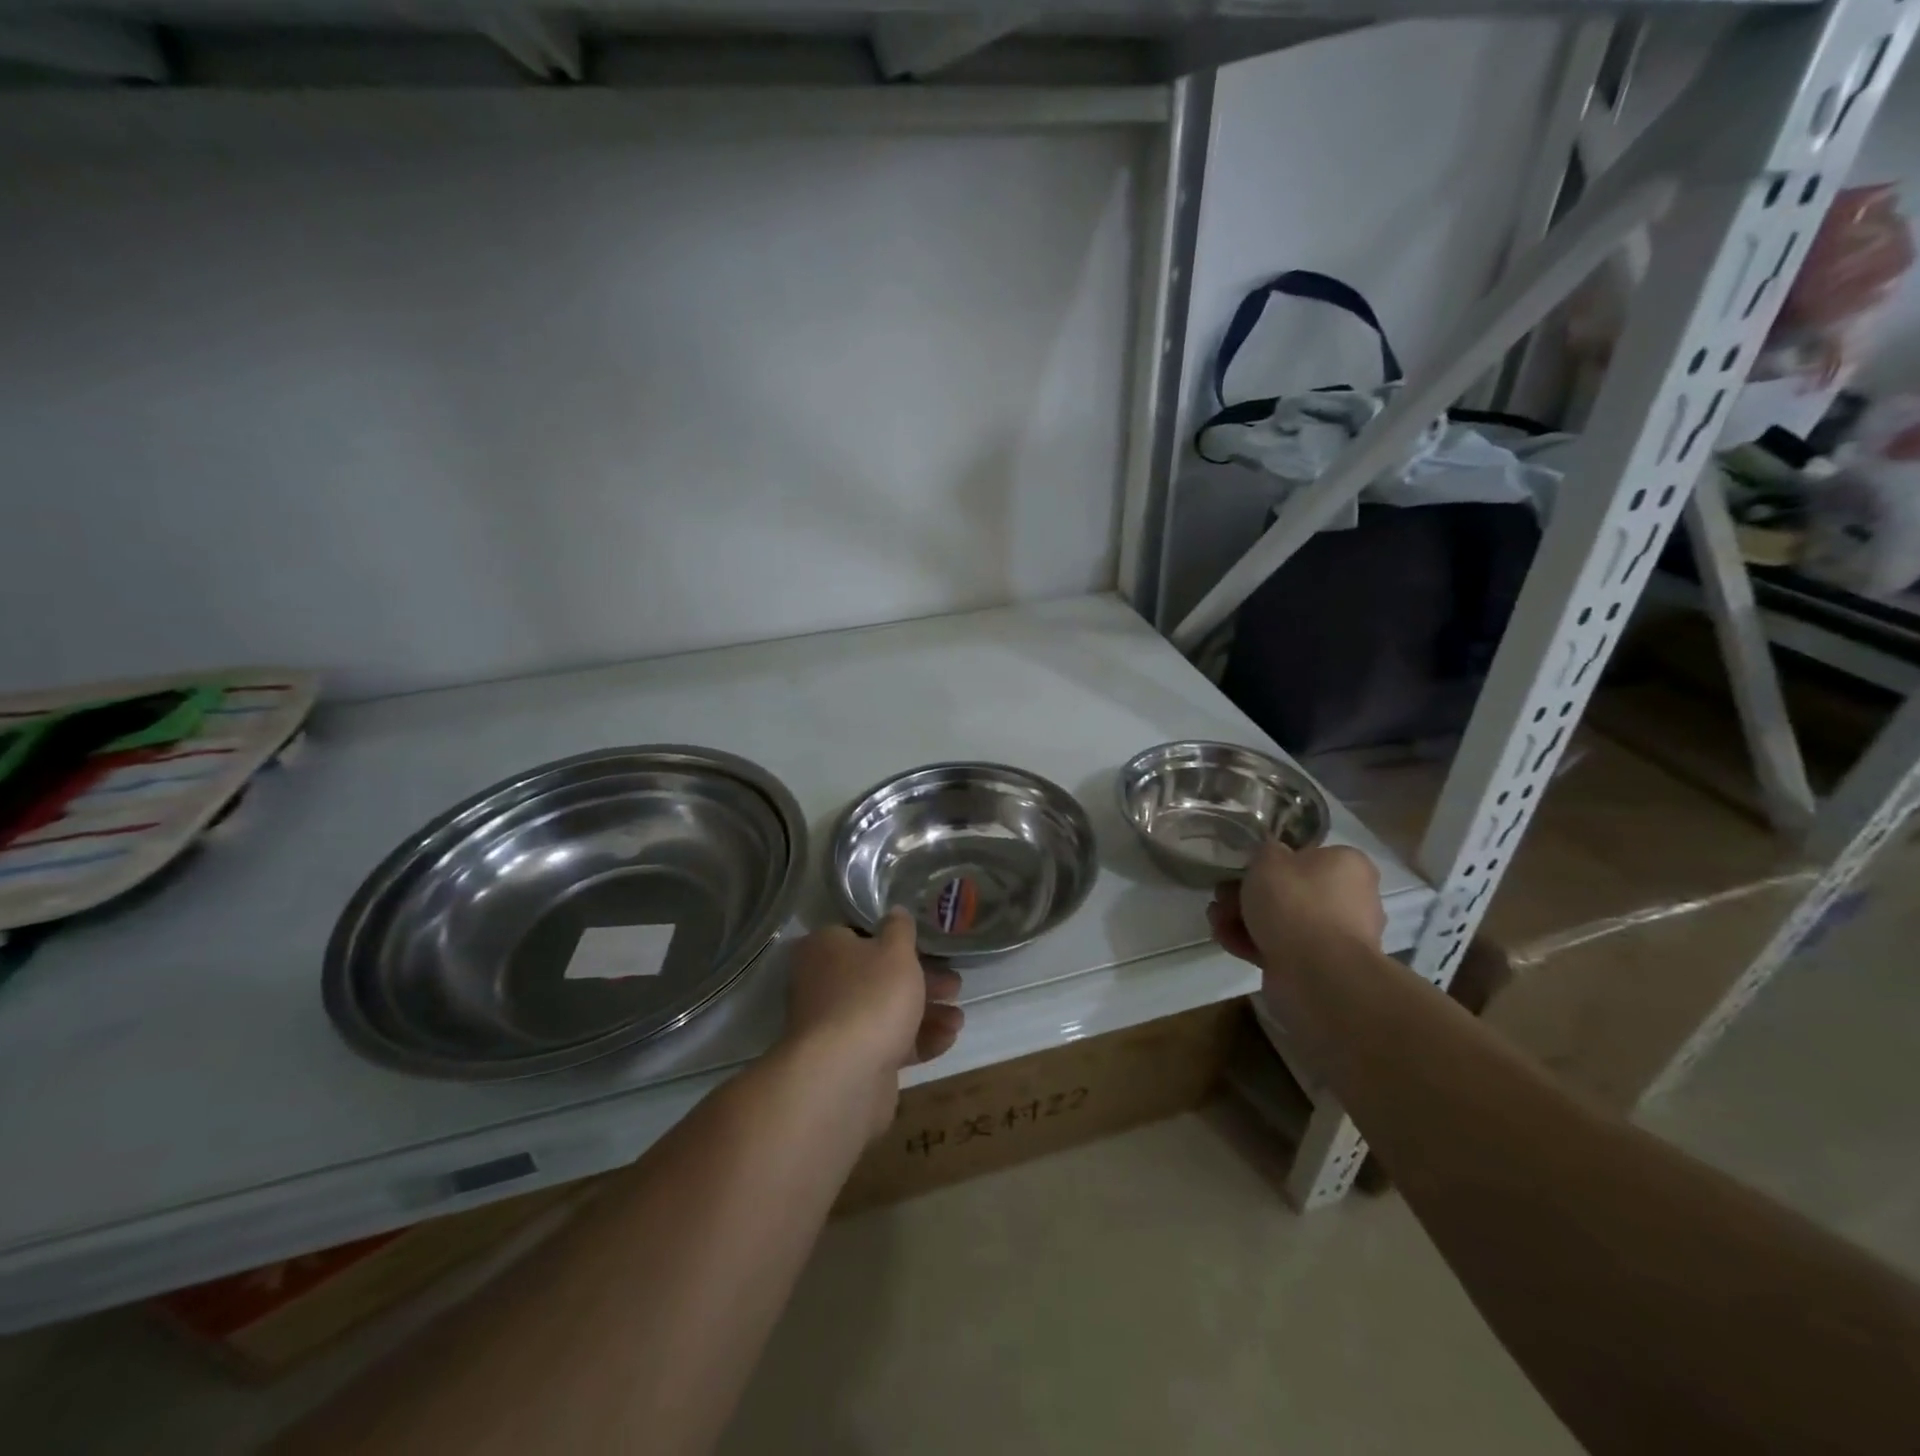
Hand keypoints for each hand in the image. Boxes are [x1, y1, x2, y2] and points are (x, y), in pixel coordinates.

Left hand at [783, 910, 963, 1138]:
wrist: (844, 1076)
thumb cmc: (871, 996)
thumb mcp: (895, 951)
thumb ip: (900, 929)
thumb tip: (895, 912)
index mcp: (824, 949)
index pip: (859, 935)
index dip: (894, 941)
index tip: (927, 948)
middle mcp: (823, 984)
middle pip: (877, 976)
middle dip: (922, 981)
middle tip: (954, 985)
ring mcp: (834, 1026)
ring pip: (885, 1012)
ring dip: (926, 1013)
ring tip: (959, 1018)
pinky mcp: (850, 1061)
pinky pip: (887, 1043)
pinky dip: (917, 1040)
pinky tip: (948, 1039)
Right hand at [1207, 842, 1384, 967]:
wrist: (1317, 972)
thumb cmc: (1296, 902)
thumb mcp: (1269, 858)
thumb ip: (1265, 851)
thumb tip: (1269, 856)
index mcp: (1348, 865)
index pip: (1306, 855)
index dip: (1269, 861)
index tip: (1243, 867)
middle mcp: (1350, 898)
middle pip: (1289, 890)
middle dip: (1247, 893)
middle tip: (1221, 894)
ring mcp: (1334, 936)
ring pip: (1281, 920)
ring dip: (1242, 917)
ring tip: (1215, 918)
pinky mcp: (1317, 965)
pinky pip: (1279, 946)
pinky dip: (1251, 941)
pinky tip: (1224, 938)